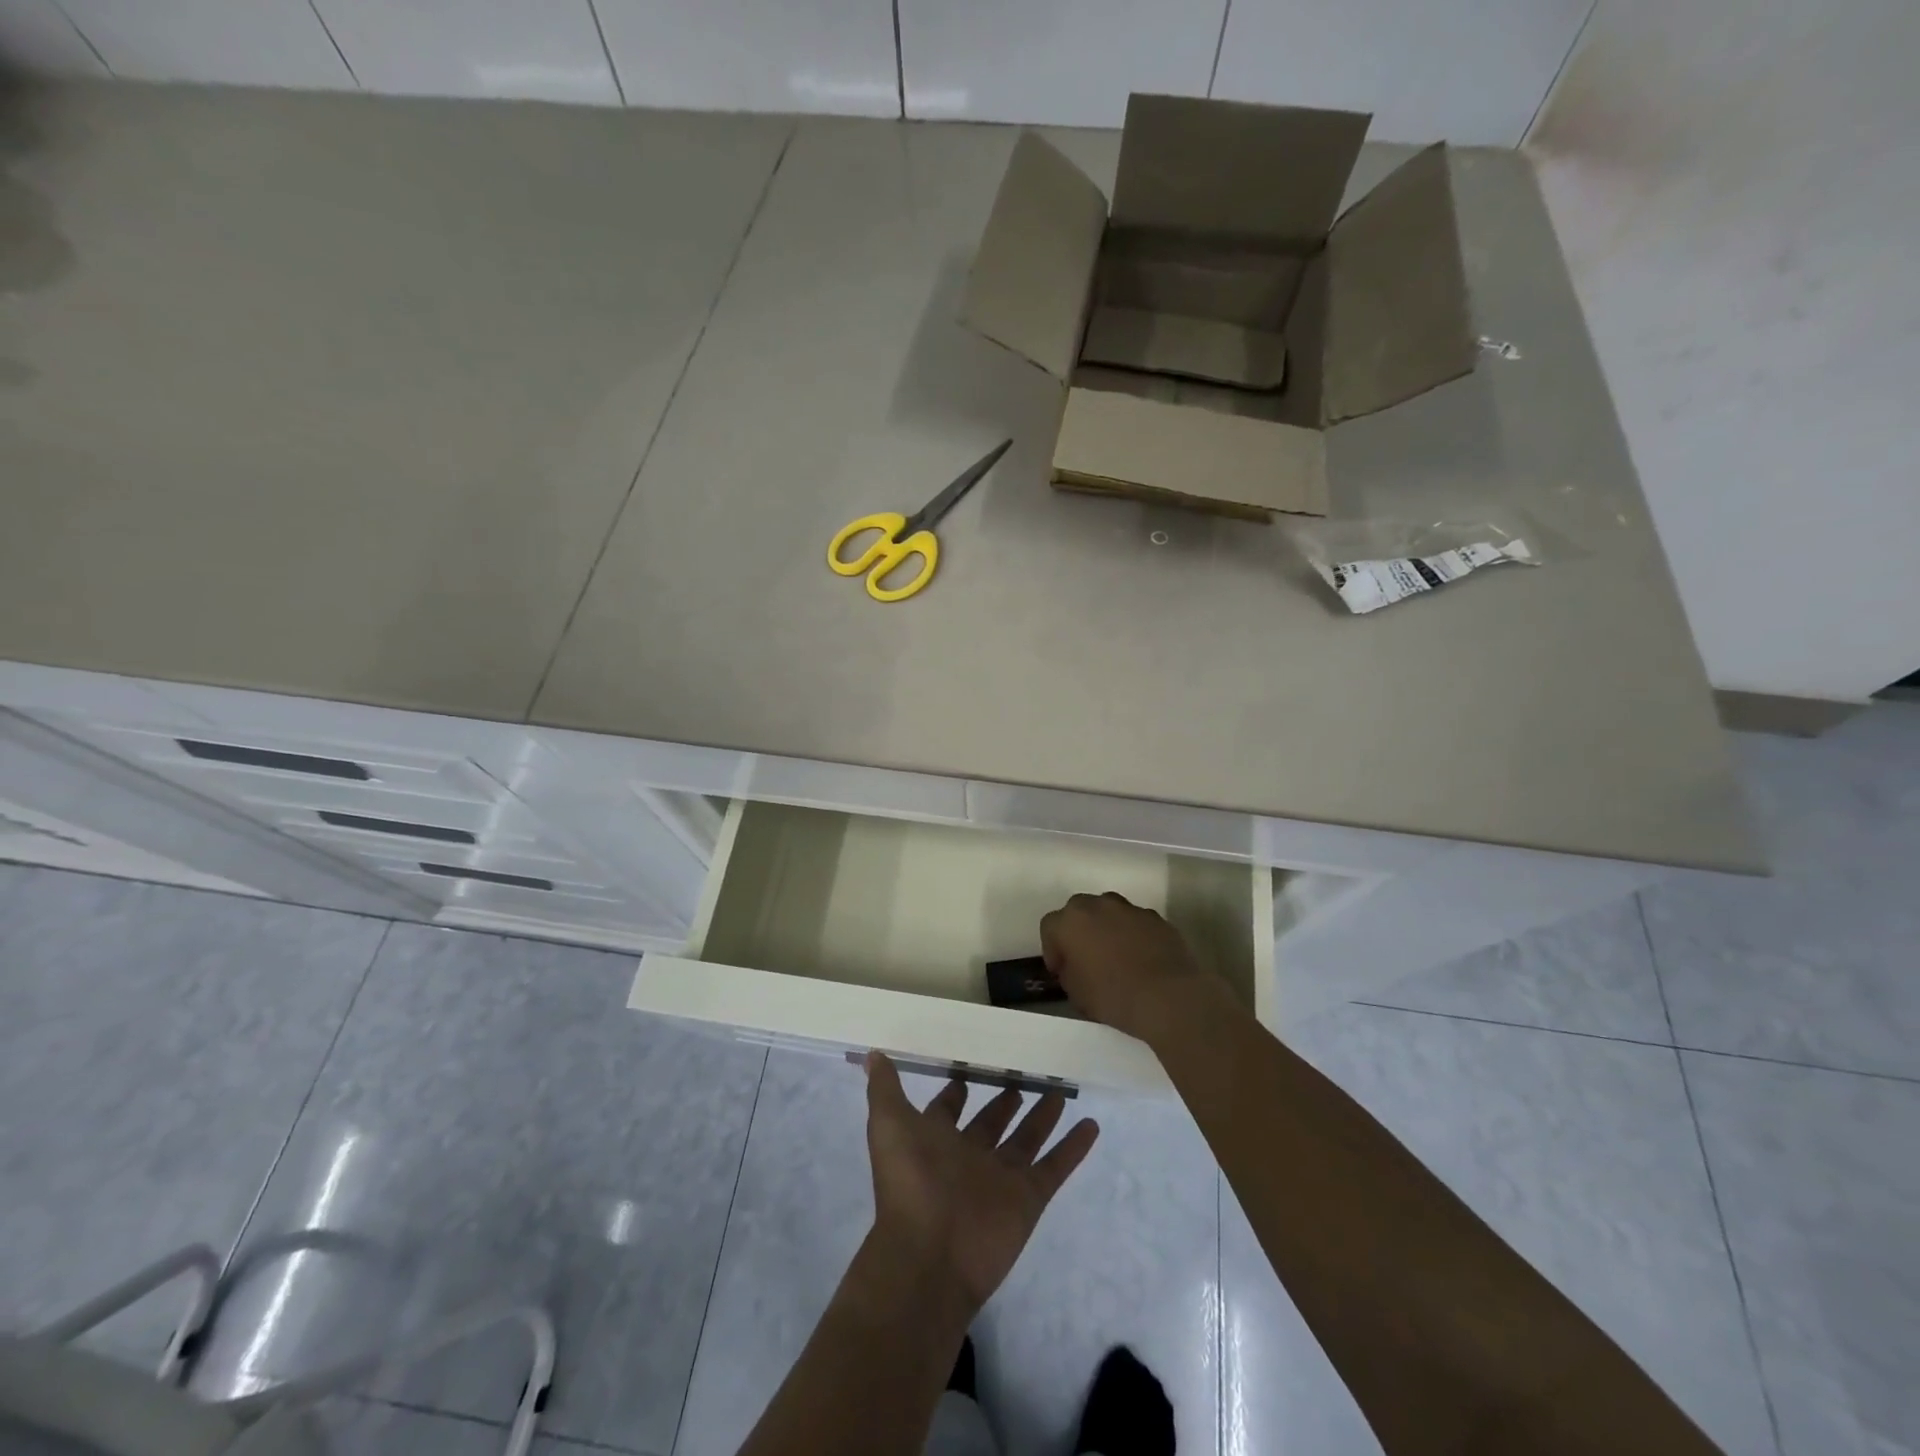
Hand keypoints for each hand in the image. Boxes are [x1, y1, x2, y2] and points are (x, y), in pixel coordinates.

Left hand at [863, 1052, 1098, 1315]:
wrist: (930, 1255)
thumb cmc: (908, 1181)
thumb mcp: (888, 1125)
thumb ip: (884, 1089)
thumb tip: (872, 1053)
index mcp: (936, 1139)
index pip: (950, 1107)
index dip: (958, 1087)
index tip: (974, 1059)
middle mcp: (969, 1155)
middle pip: (993, 1120)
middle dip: (1005, 1097)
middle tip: (1025, 1068)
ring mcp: (1001, 1178)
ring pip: (1026, 1139)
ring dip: (1042, 1116)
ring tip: (1059, 1088)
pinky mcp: (1028, 1198)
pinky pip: (1055, 1167)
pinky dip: (1073, 1148)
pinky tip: (1091, 1124)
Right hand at [1040, 891, 1220, 1043]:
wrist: (1168, 997)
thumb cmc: (1113, 996)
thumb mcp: (1076, 993)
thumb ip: (1069, 972)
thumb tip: (1074, 966)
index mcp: (1070, 921)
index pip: (1049, 927)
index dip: (1052, 950)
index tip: (1060, 971)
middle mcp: (1098, 905)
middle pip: (1078, 910)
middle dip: (1078, 931)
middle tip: (1085, 958)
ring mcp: (1130, 908)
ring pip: (1109, 911)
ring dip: (1106, 928)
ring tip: (1115, 956)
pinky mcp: (1156, 918)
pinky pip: (1135, 922)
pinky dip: (1133, 934)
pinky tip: (1141, 958)